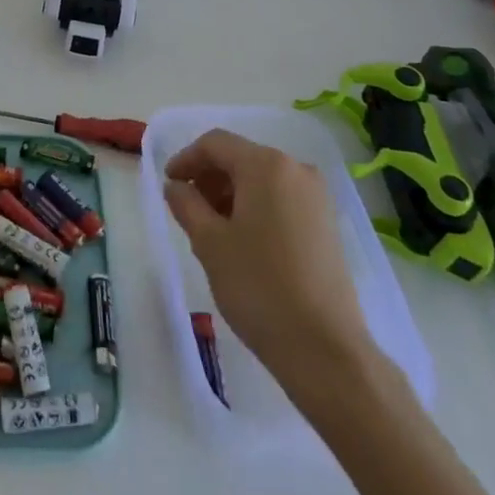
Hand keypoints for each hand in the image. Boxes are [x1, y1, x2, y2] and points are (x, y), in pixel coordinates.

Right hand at [162, 129, 370, 373]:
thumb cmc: (259, 287)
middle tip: (187, 209)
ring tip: (211, 229)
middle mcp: (296, 170)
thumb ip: (186, 204)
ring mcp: (317, 197)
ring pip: (261, 180)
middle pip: (241, 158)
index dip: (186, 159)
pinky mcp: (326, 224)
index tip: (168, 184)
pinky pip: (281, 199)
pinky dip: (255, 207)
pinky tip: (242, 241)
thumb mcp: (209, 243)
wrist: (325, 350)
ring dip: (231, 194)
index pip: (215, 144)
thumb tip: (175, 186)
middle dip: (209, 178)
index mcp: (266, 165)